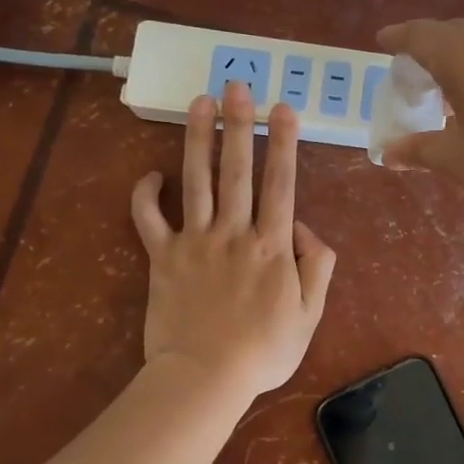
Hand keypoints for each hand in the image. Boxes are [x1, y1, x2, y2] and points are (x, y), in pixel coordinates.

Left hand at [130, 81, 335, 400]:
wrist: (205, 378)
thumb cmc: (264, 350)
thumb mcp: (310, 313)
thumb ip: (317, 265)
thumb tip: (304, 227)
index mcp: (272, 244)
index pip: (281, 183)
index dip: (284, 143)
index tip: (283, 108)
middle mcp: (234, 231)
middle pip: (238, 169)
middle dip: (239, 124)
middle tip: (237, 85)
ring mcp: (195, 241)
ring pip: (197, 180)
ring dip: (198, 138)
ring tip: (199, 102)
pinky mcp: (163, 256)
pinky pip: (150, 219)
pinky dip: (146, 195)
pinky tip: (150, 175)